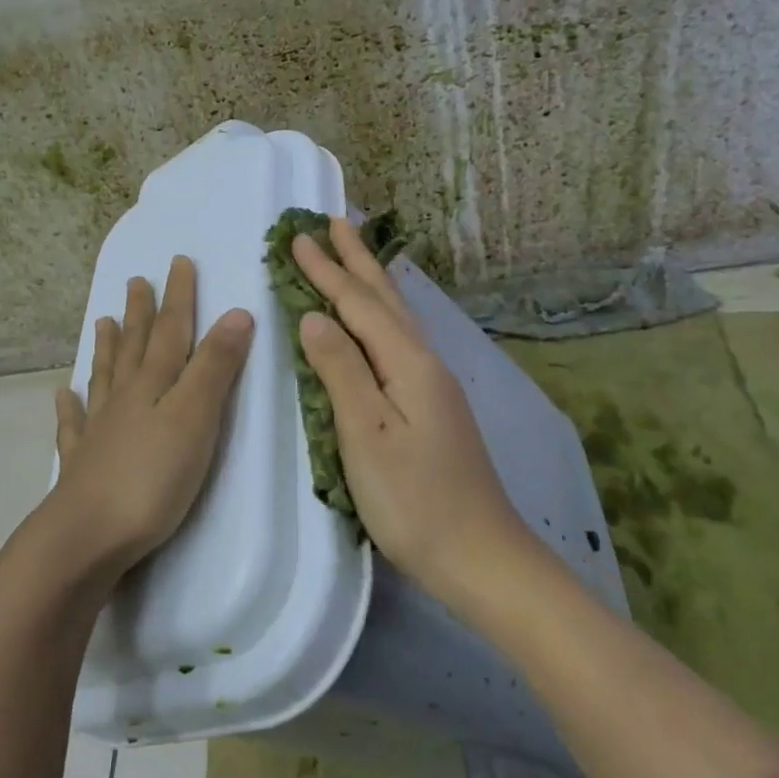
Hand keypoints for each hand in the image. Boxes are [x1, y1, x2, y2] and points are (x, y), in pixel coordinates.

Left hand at [45, 256, 254, 578]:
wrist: (86, 537)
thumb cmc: (151, 479)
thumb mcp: (195, 419)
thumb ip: (215, 368)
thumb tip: (236, 313)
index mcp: (153, 385)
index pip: (171, 331)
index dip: (178, 297)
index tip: (178, 262)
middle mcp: (123, 398)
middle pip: (135, 347)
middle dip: (141, 313)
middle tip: (136, 281)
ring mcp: (98, 430)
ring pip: (105, 377)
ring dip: (108, 348)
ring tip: (104, 322)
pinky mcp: (83, 464)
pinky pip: (74, 426)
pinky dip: (70, 407)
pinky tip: (63, 395)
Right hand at [291, 218, 527, 591]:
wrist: (480, 556)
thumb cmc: (414, 500)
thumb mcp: (366, 434)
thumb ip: (341, 370)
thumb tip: (314, 316)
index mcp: (407, 364)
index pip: (358, 305)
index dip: (327, 271)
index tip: (298, 237)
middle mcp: (425, 363)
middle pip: (386, 299)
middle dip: (356, 260)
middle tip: (336, 221)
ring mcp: (434, 385)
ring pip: (398, 317)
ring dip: (373, 281)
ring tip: (357, 253)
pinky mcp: (433, 407)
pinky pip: (401, 339)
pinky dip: (384, 314)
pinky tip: (384, 319)